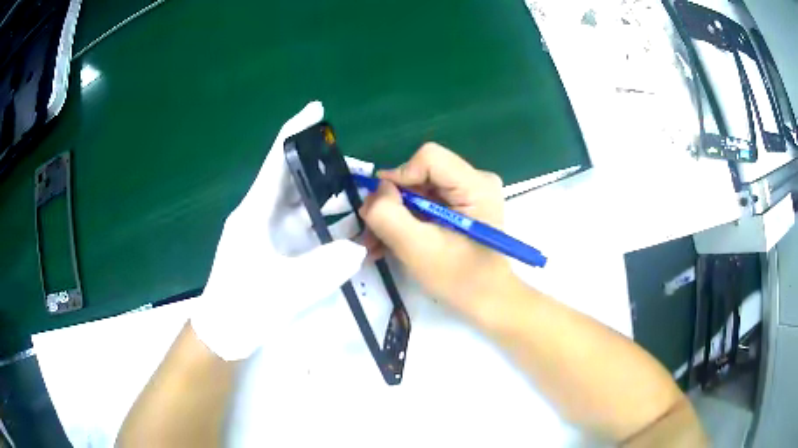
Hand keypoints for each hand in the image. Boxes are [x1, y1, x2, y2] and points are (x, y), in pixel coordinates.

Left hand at [191, 102, 366, 360]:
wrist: (224, 332)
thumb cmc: (243, 306)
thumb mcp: (284, 289)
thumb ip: (324, 268)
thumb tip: (360, 248)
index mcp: (253, 212)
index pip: (275, 161)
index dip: (294, 132)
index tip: (315, 109)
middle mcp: (259, 214)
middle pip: (291, 178)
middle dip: (320, 166)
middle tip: (355, 163)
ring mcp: (266, 230)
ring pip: (298, 202)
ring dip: (325, 195)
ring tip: (358, 192)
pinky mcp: (273, 247)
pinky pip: (301, 224)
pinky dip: (322, 220)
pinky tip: (345, 225)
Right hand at [359, 143, 514, 318]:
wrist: (485, 299)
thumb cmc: (458, 279)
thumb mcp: (417, 248)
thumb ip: (388, 214)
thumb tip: (377, 189)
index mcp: (476, 185)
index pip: (428, 157)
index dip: (399, 178)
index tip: (383, 209)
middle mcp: (475, 180)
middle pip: (421, 173)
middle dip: (392, 202)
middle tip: (372, 233)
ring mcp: (468, 192)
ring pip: (418, 188)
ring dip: (394, 215)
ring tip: (375, 244)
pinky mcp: (461, 204)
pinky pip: (425, 201)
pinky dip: (406, 220)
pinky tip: (388, 242)